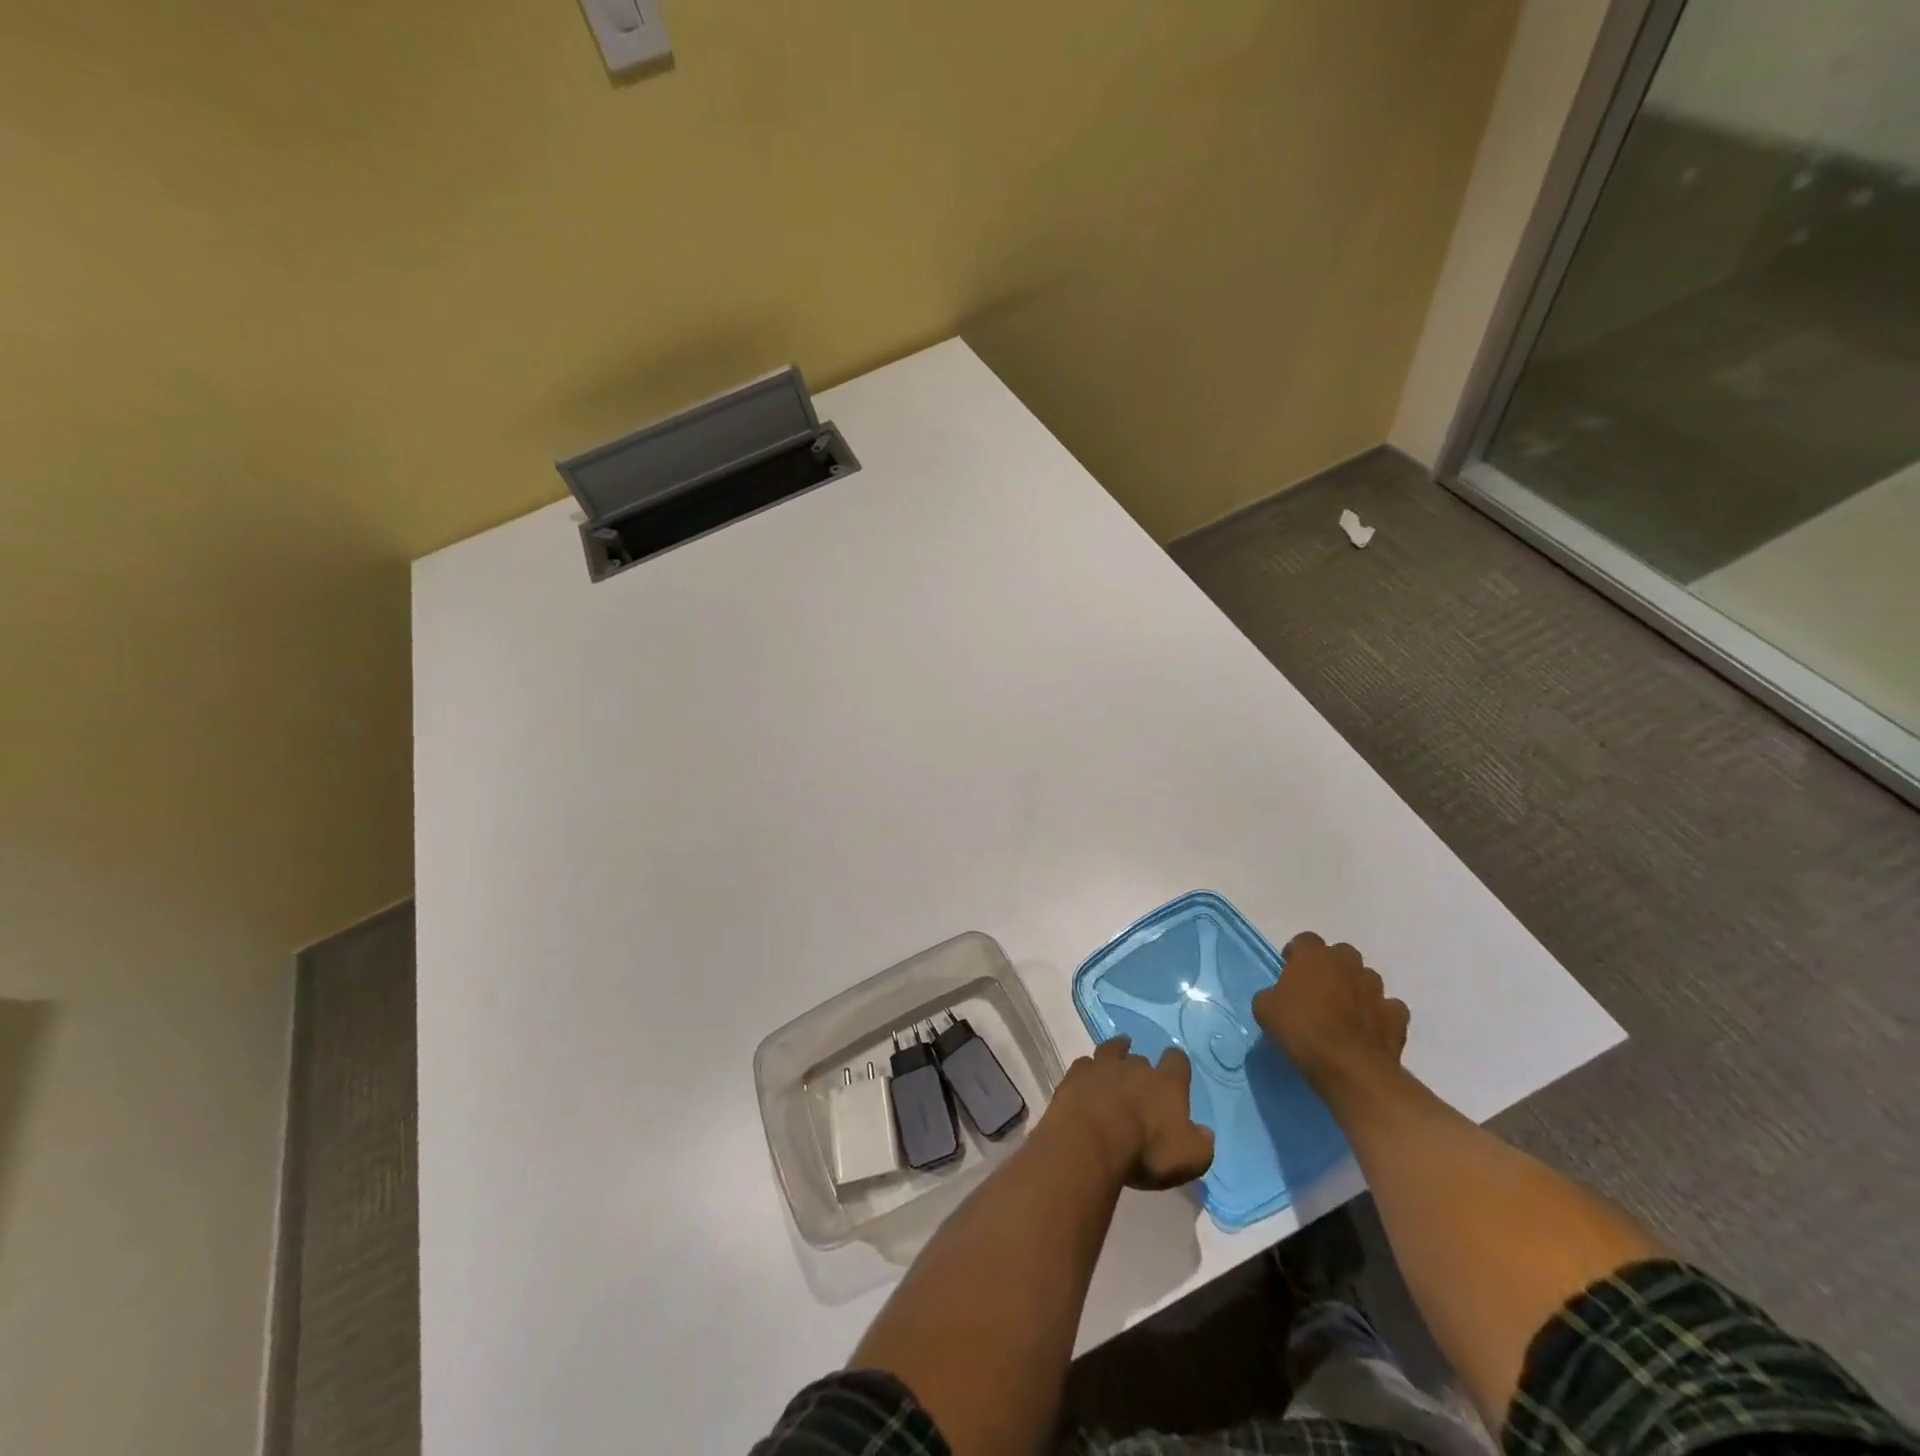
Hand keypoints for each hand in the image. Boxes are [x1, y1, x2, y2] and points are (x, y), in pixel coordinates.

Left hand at [1043, 1036, 1214, 1190]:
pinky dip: (1088, 1070)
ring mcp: (1103, 1067)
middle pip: (1142, 1059)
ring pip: (1112, 1050)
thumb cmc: (1145, 1151)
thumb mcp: (1189, 1159)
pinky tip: (1087, 1077)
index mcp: (1166, 1084)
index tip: (1176, 1066)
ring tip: (1118, 1051)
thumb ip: (1201, 1144)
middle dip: (1143, 1067)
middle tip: (1141, 1081)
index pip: (1177, 1061)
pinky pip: (1085, 1064)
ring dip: (1116, 1051)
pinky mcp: (1076, 1075)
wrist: (1090, 1141)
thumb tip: (1205, 1132)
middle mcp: (1136, 1067)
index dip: (1177, 1063)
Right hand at [1252, 932, 1409, 1094]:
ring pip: (1368, 978)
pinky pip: (1389, 1008)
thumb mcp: (1265, 1009)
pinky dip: (1380, 1015)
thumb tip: (1277, 997)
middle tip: (1318, 989)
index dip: (1296, 954)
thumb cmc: (1301, 1029)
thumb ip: (1272, 995)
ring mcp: (1376, 990)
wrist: (1348, 1066)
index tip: (1289, 970)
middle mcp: (1348, 964)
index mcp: (1314, 956)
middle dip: (1332, 966)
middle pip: (1341, 954)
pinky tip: (1370, 1029)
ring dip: (1357, 988)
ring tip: (1345, 1010)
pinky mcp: (1396, 1017)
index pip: (1305, 940)